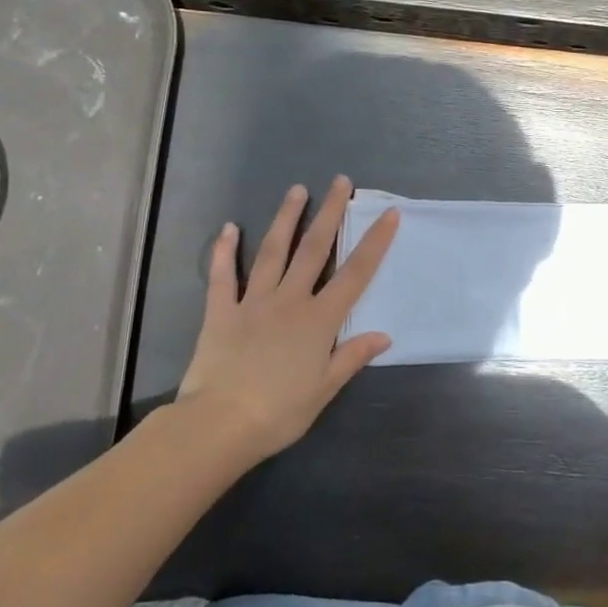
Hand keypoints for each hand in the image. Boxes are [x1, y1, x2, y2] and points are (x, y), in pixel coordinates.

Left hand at [177, 177, 399, 463]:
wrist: (219, 424)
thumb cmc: (279, 412)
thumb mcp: (324, 389)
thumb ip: (352, 357)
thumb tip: (384, 334)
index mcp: (319, 320)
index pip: (355, 274)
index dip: (374, 242)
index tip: (388, 213)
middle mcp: (290, 301)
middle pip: (314, 249)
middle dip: (330, 213)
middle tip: (340, 181)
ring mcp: (253, 303)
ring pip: (273, 252)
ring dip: (286, 219)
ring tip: (296, 190)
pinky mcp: (221, 312)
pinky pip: (223, 277)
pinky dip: (224, 252)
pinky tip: (228, 228)